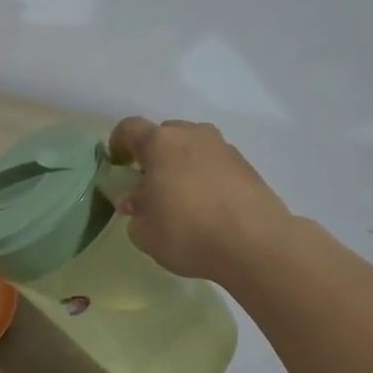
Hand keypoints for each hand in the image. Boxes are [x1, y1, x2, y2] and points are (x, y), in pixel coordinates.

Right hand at [108, 117, 289, 281]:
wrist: (255, 244)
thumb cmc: (187, 232)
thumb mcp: (144, 231)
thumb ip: (135, 211)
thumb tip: (138, 200)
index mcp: (160, 143)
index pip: (130, 128)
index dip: (118, 143)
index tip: (117, 164)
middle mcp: (193, 136)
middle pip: (165, 135)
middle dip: (154, 155)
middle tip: (150, 184)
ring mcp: (224, 149)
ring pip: (194, 148)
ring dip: (183, 165)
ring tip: (182, 197)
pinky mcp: (248, 167)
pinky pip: (216, 164)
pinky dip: (207, 177)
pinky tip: (208, 207)